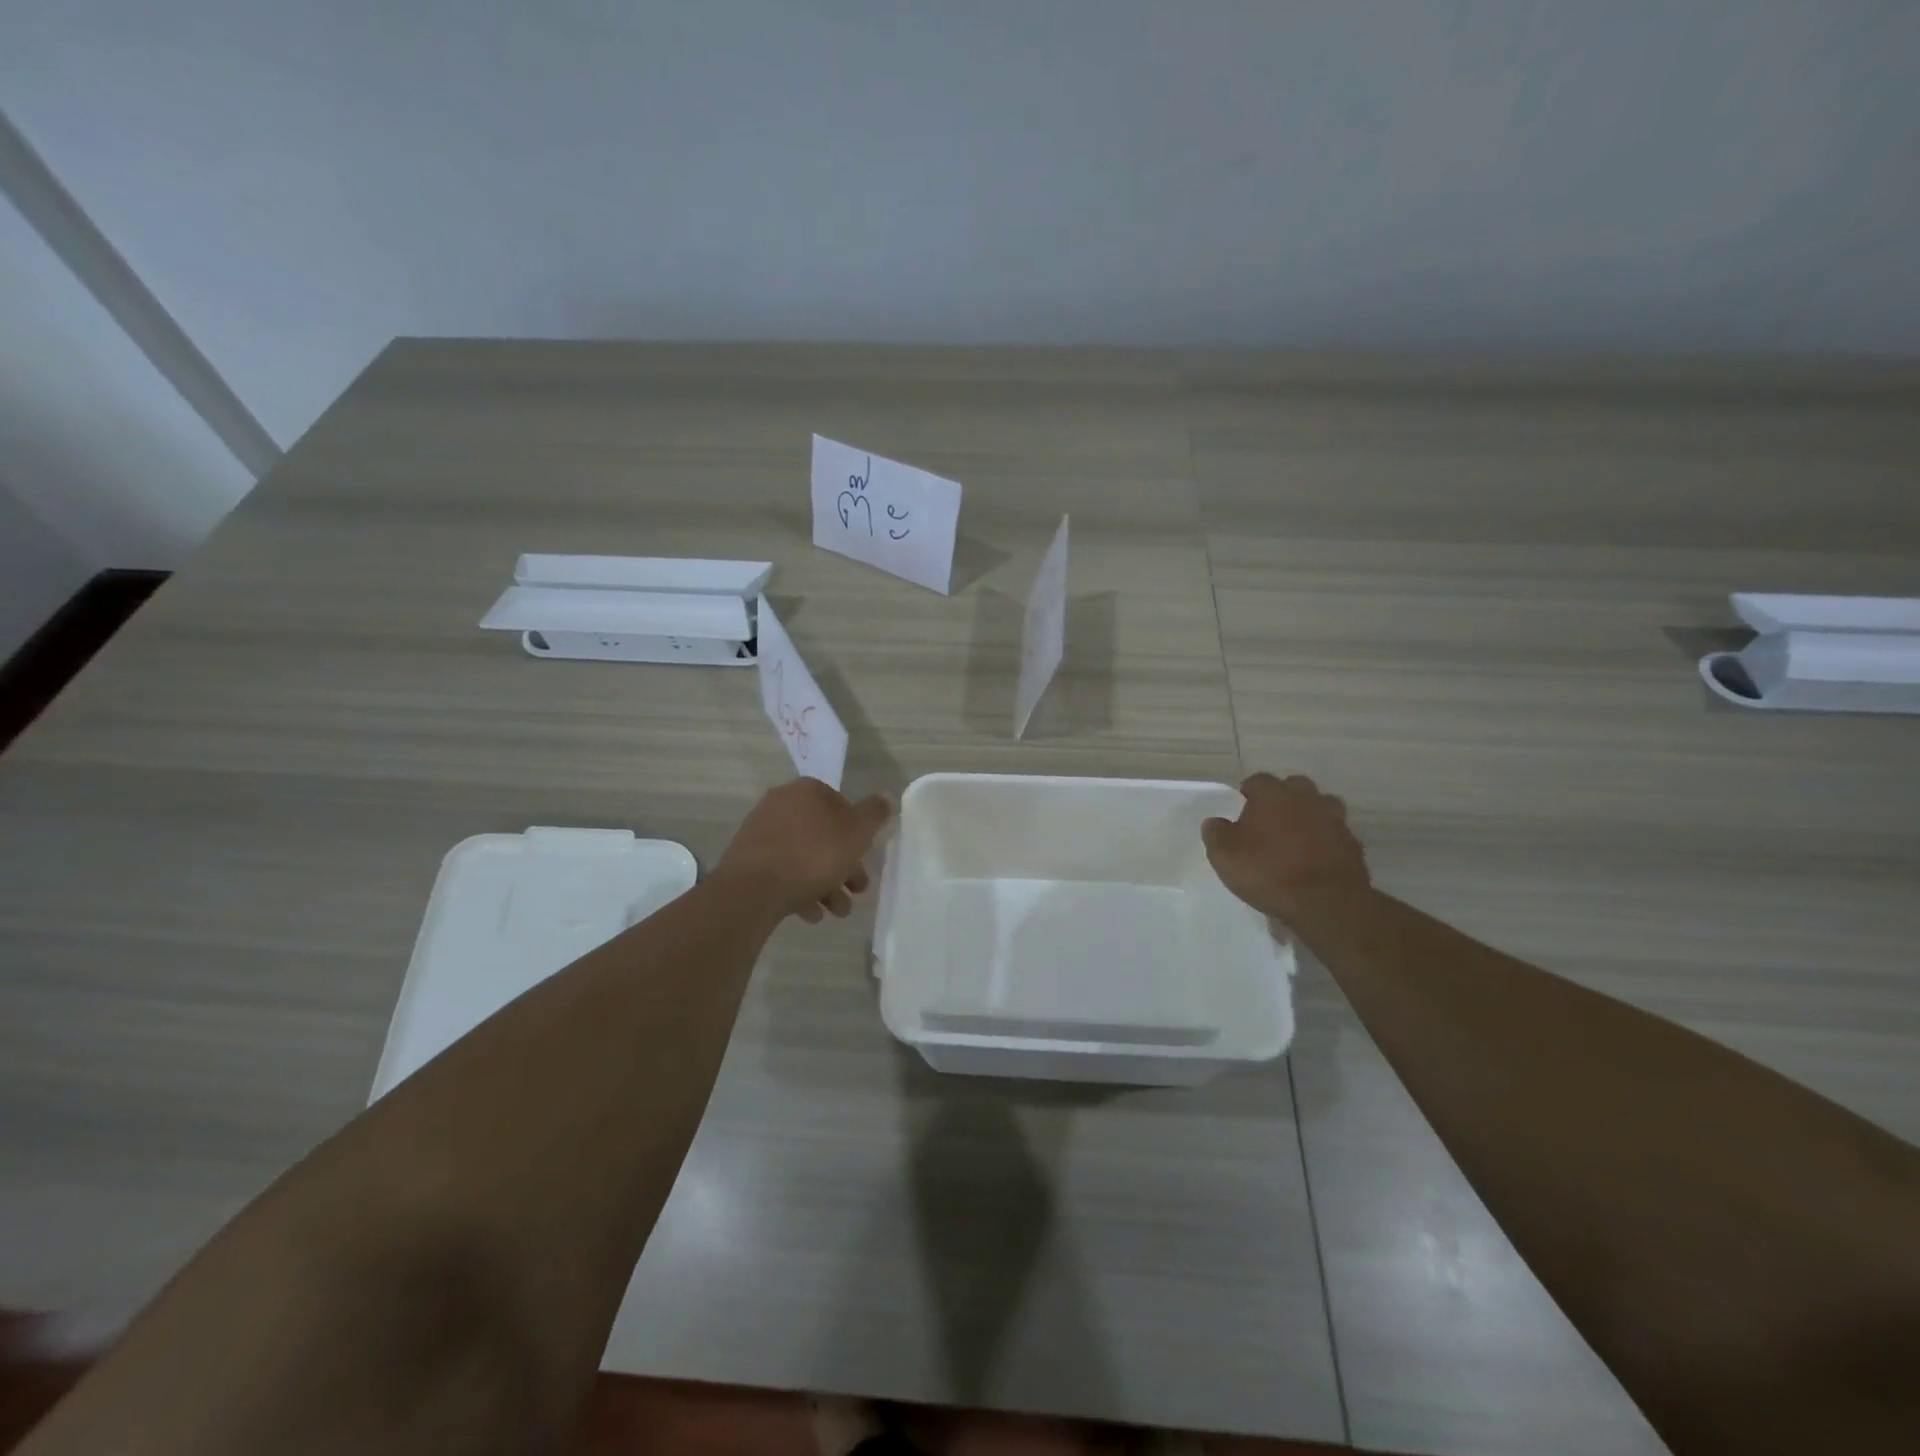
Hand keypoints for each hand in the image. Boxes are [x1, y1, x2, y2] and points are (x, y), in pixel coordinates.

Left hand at [716, 779, 892, 922]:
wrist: (753, 889)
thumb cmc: (814, 854)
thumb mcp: (858, 831)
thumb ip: (875, 813)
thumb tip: (884, 798)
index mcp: (807, 791)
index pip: (841, 804)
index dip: (858, 833)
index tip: (866, 857)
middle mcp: (781, 804)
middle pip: (822, 834)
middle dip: (843, 865)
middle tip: (857, 890)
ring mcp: (761, 832)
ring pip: (803, 856)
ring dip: (825, 884)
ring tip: (837, 911)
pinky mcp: (747, 860)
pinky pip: (782, 872)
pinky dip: (800, 890)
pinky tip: (811, 914)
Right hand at [1202, 773, 1369, 922]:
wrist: (1326, 903)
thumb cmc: (1268, 872)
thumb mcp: (1225, 855)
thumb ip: (1216, 833)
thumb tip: (1215, 822)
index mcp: (1273, 795)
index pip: (1257, 780)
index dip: (1248, 793)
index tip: (1241, 809)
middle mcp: (1306, 798)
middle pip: (1294, 787)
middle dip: (1282, 799)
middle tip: (1269, 821)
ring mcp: (1334, 819)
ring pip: (1320, 806)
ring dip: (1308, 816)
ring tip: (1296, 837)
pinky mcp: (1352, 843)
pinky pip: (1334, 833)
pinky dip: (1325, 840)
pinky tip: (1315, 858)